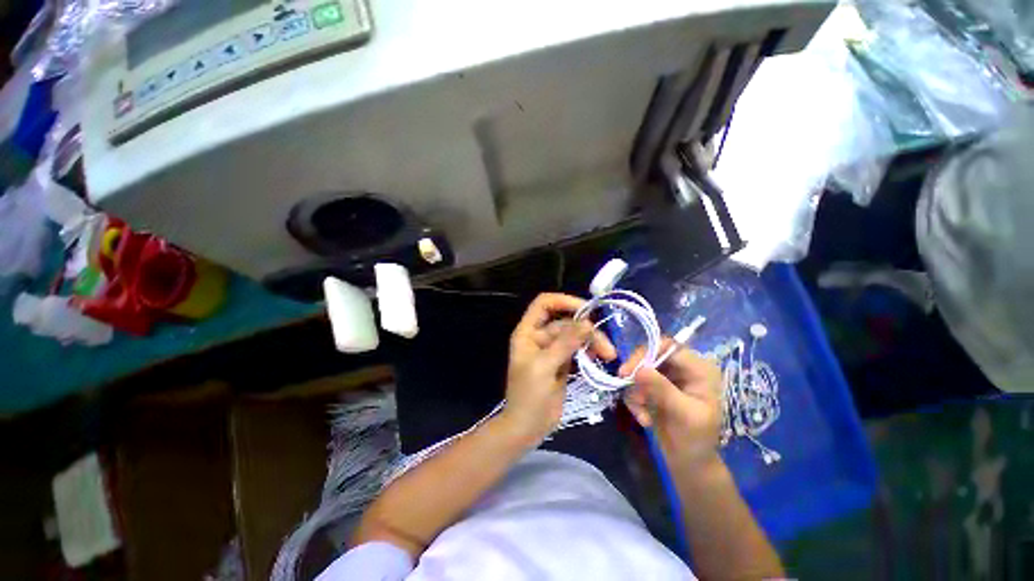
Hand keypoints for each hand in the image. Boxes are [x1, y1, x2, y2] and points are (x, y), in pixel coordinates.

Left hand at [503, 293, 616, 443]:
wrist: (528, 427)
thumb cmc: (529, 396)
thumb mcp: (544, 367)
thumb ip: (565, 343)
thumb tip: (587, 323)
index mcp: (528, 332)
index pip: (544, 304)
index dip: (563, 301)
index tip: (586, 310)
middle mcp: (539, 337)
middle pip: (566, 322)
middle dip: (586, 331)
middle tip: (607, 347)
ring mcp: (552, 349)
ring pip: (575, 336)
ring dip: (592, 342)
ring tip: (608, 355)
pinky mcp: (562, 362)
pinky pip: (578, 349)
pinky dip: (589, 351)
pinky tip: (600, 358)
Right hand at [621, 339, 721, 467]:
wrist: (689, 463)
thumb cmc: (696, 440)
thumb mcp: (684, 415)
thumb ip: (662, 390)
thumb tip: (639, 370)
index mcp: (699, 369)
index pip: (669, 347)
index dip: (646, 354)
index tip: (628, 371)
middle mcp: (681, 368)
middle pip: (649, 355)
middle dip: (637, 374)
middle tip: (624, 384)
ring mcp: (666, 377)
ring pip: (639, 370)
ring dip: (635, 391)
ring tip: (642, 415)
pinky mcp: (652, 387)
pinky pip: (634, 384)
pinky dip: (634, 400)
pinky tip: (643, 418)